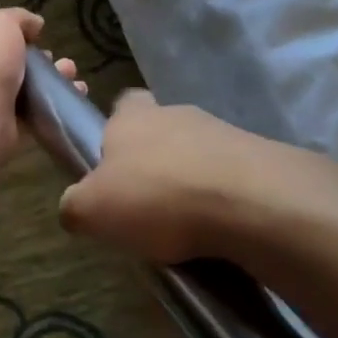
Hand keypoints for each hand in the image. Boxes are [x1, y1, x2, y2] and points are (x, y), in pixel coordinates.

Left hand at [0, 8, 83, 157]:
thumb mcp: (1, 22)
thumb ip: (18, 18)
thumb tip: (35, 24)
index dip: (11, 34)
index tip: (36, 35)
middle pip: (10, 64)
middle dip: (38, 60)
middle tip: (56, 59)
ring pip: (26, 89)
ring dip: (51, 82)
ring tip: (72, 75)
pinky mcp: (6, 129)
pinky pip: (35, 115)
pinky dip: (55, 106)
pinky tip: (75, 95)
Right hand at [58, 90, 328, 262]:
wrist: (253, 204)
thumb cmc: (156, 197)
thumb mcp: (91, 211)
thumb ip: (74, 206)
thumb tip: (75, 208)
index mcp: (132, 117)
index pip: (121, 105)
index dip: (115, 132)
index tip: (112, 165)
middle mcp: (177, 113)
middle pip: (161, 131)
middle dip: (154, 162)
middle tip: (146, 205)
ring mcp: (224, 132)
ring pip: (199, 155)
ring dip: (192, 182)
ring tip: (187, 228)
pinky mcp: (262, 158)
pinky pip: (234, 178)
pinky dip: (225, 200)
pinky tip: (221, 232)